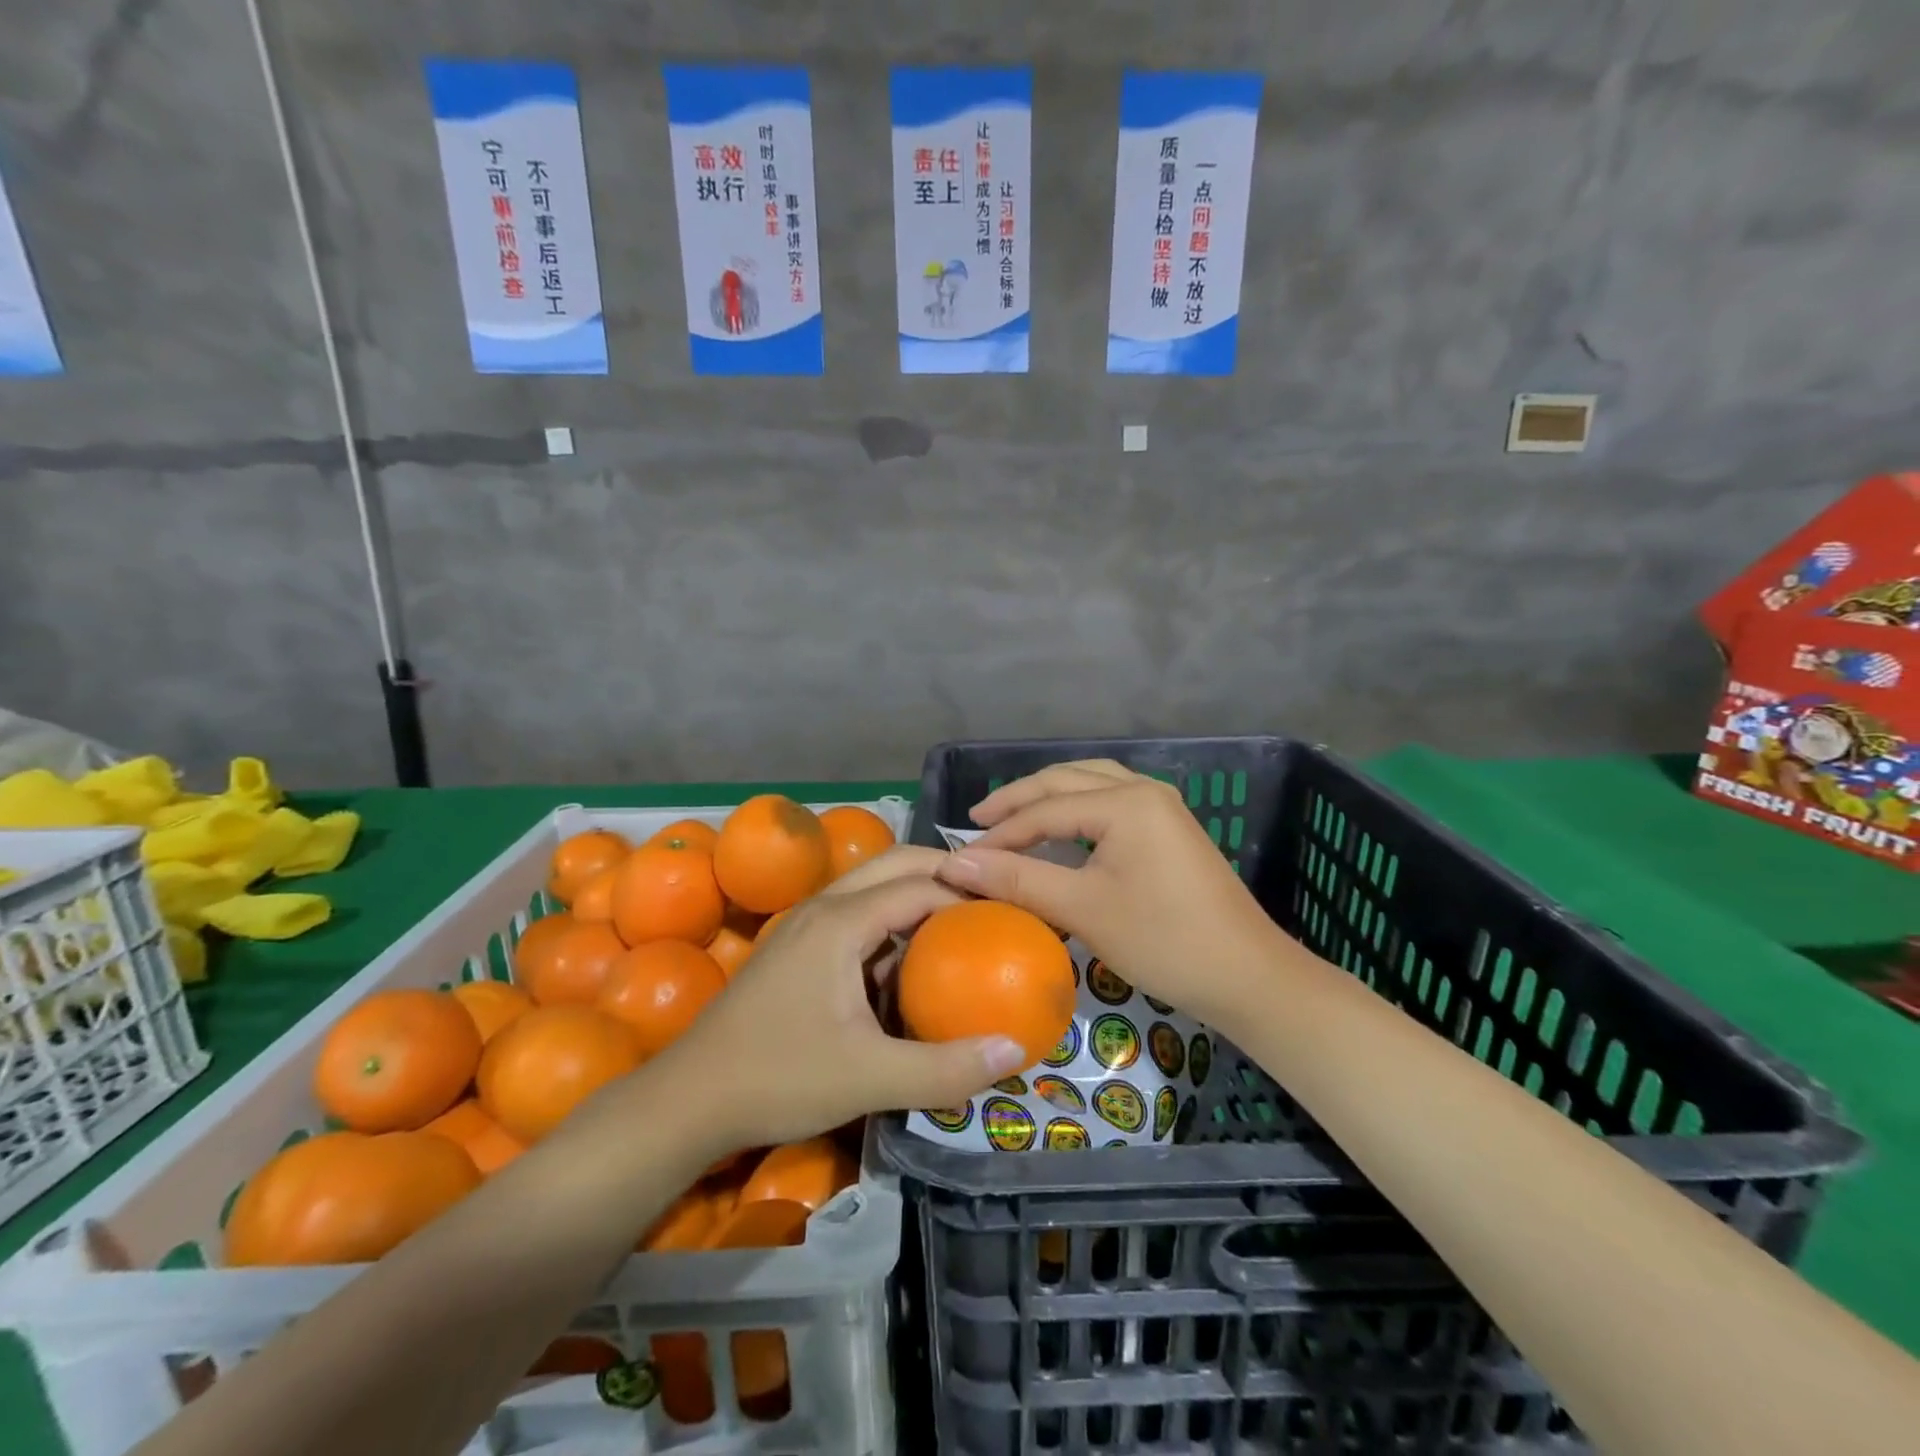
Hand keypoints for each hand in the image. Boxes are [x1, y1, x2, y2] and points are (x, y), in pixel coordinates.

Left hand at [658, 852, 1028, 1151]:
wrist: (688, 1099)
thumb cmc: (778, 1078)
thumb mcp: (869, 1078)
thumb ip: (945, 1068)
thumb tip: (1017, 1049)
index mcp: (840, 921)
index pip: (919, 885)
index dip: (967, 893)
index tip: (1009, 913)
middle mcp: (823, 907)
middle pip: (895, 864)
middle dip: (944, 873)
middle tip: (990, 900)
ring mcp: (804, 924)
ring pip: (871, 886)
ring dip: (915, 893)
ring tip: (960, 921)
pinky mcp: (795, 947)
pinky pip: (854, 913)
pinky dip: (890, 920)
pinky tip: (908, 959)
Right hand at [934, 760, 1288, 1026]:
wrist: (1248, 976)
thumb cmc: (1164, 941)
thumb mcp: (1084, 909)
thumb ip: (1018, 880)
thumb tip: (955, 864)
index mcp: (1125, 802)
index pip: (1045, 809)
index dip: (1000, 833)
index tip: (961, 857)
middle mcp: (1144, 789)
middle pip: (1066, 781)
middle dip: (1019, 799)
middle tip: (977, 821)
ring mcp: (1162, 806)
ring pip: (1091, 782)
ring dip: (1048, 795)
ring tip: (1012, 814)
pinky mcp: (1170, 827)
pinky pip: (1111, 798)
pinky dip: (1077, 805)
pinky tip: (1062, 824)